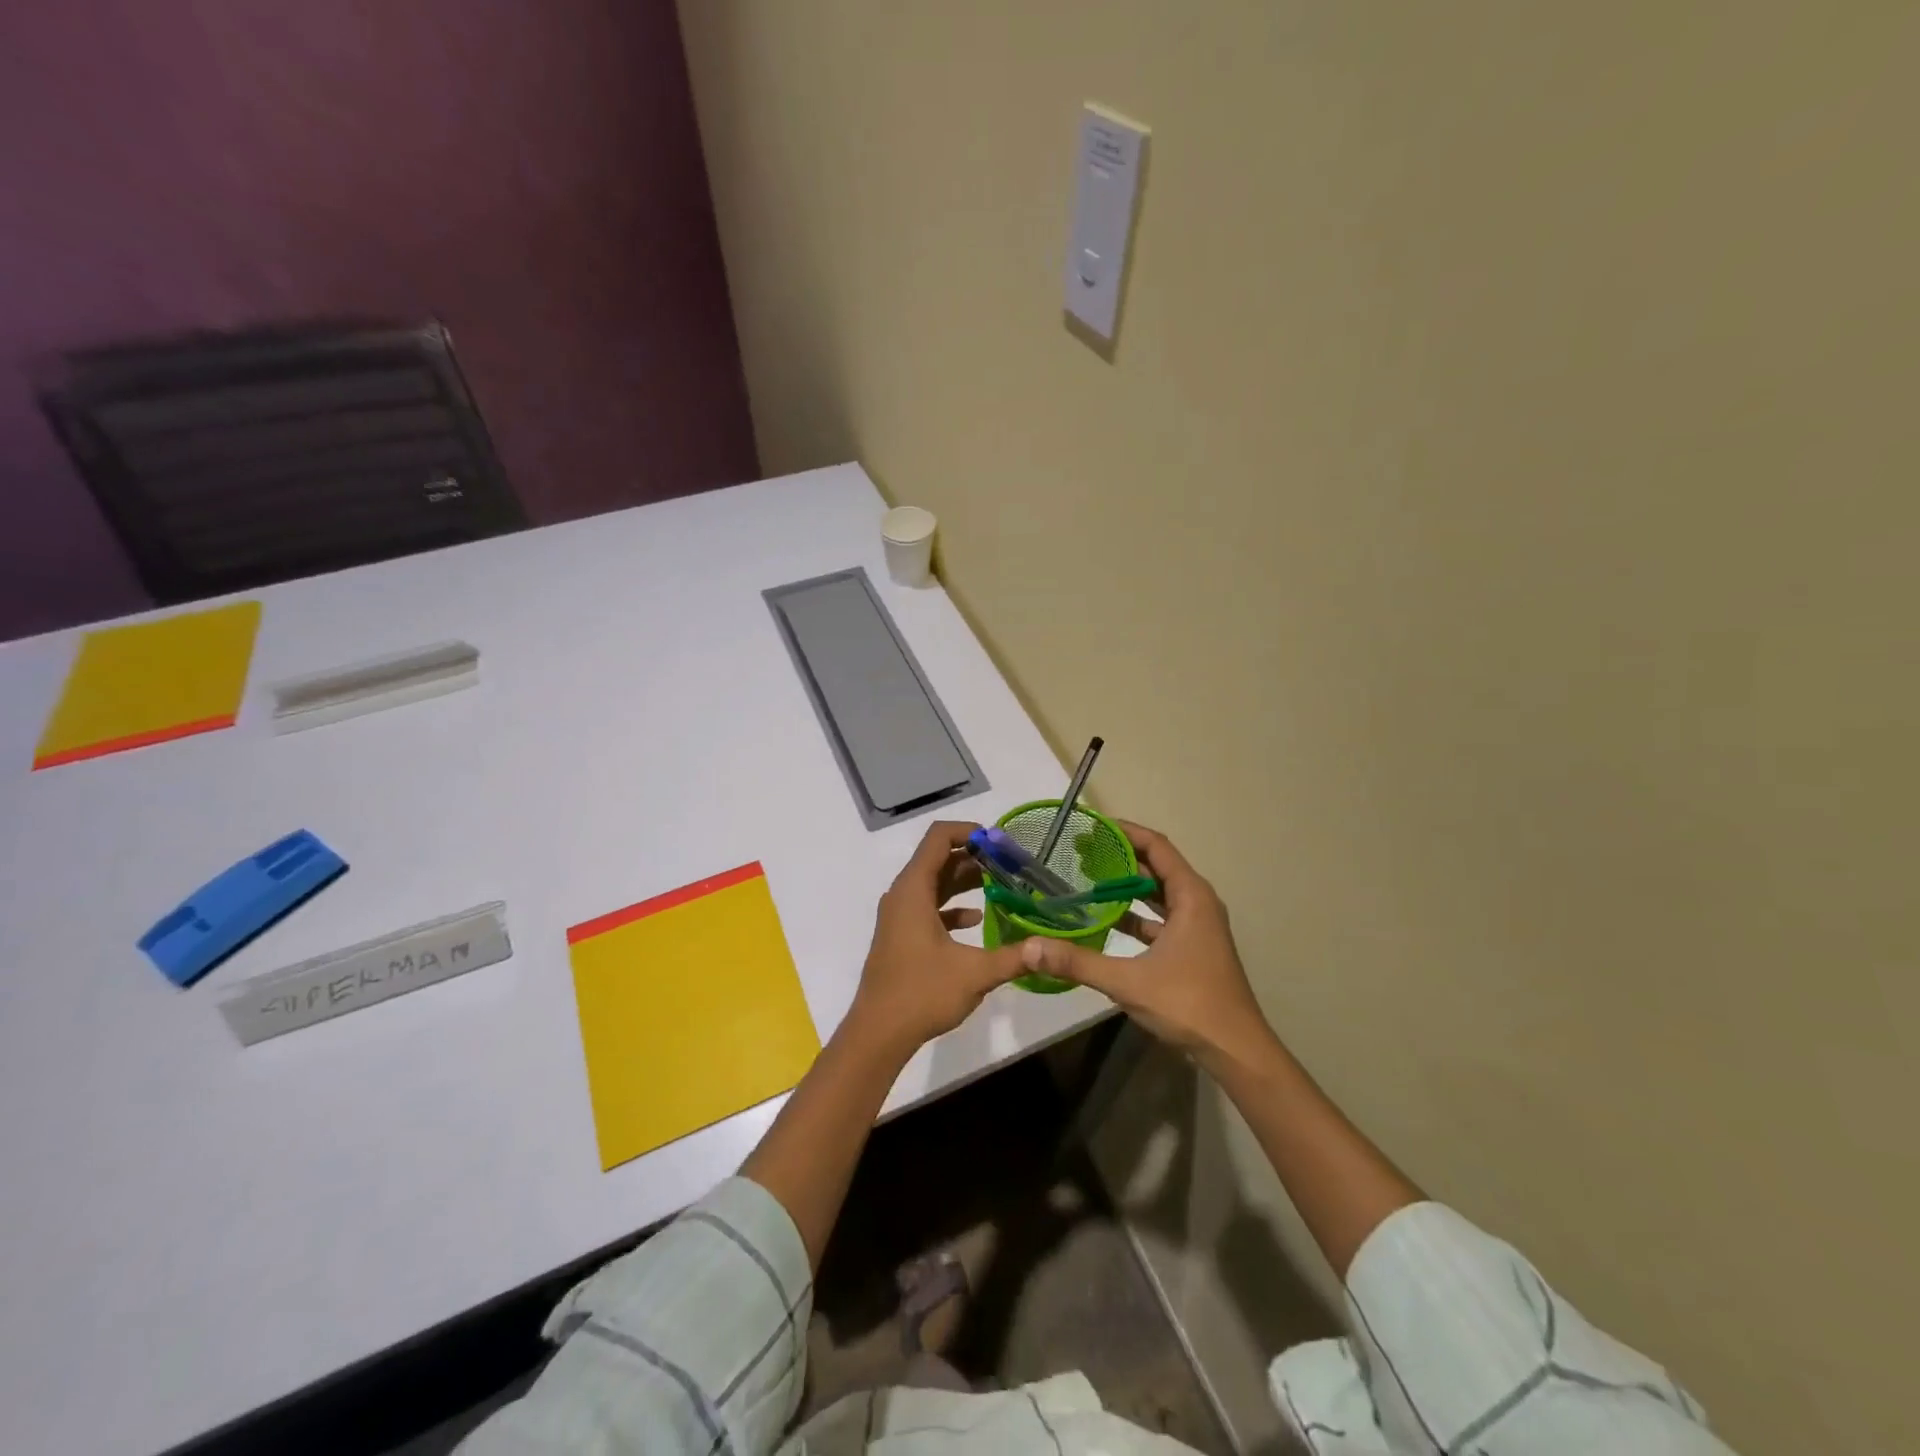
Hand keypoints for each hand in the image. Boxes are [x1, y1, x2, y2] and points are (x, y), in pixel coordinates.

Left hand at [845, 821, 1025, 1059]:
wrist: (878, 1033)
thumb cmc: (922, 993)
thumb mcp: (975, 974)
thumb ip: (1015, 957)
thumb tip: (1050, 948)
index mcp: (914, 889)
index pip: (939, 837)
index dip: (969, 831)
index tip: (1000, 843)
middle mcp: (902, 894)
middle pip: (938, 858)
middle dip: (974, 857)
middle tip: (1010, 865)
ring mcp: (899, 916)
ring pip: (934, 883)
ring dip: (964, 880)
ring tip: (1001, 885)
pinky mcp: (901, 935)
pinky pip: (928, 907)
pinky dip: (952, 906)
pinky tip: (978, 920)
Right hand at [1017, 820, 1278, 1074]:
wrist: (1236, 1051)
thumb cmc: (1189, 1004)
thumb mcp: (1128, 982)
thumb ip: (1078, 962)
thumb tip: (1030, 948)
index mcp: (1191, 896)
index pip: (1156, 846)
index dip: (1124, 831)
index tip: (1091, 826)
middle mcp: (1197, 903)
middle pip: (1157, 865)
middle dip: (1120, 855)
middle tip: (1079, 851)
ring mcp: (1196, 926)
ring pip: (1158, 893)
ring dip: (1126, 885)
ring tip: (1086, 878)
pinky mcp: (1191, 947)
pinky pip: (1159, 918)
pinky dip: (1134, 913)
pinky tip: (1104, 920)